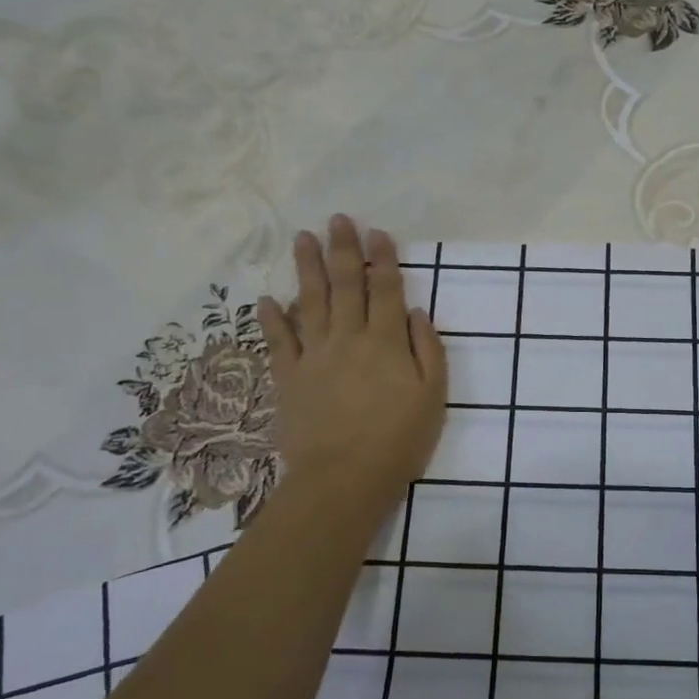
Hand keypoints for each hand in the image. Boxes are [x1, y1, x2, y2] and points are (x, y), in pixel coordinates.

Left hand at [256, 216, 447, 526]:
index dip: (382, 258)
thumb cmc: (398, 440)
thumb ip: (427, 349)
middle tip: (338, 219)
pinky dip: (271, 319)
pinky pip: (278, 341)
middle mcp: (348, 338)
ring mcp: (314, 356)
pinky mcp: (288, 377)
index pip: (385, 289)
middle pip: (345, 284)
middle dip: (343, 249)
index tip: (377, 232)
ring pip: (310, 301)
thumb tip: (414, 312)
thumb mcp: (433, 396)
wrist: (344, 479)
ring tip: (303, 238)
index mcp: (386, 341)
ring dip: (306, 267)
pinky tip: (266, 298)